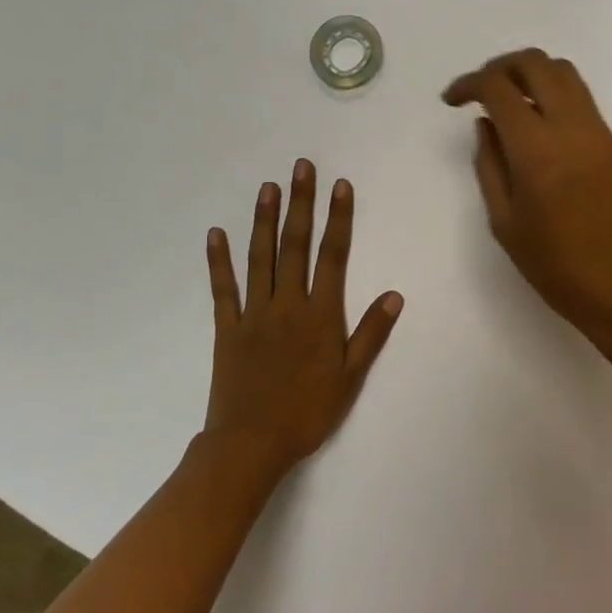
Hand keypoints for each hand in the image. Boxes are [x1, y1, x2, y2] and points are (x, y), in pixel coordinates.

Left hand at [203, 160, 403, 473]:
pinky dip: (219, 261)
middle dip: (301, 204)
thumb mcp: (350, 377)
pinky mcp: (227, 328)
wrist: (251, 445)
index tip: (340, 186)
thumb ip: (370, 333)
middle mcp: (288, 303)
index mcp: (320, 314)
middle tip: (301, 167)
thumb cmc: (307, 412)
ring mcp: (254, 313)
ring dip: (264, 220)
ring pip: (260, 258)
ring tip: (268, 187)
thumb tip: (394, 295)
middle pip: (295, 245)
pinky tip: (216, 234)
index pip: (333, 256)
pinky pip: (224, 289)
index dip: (338, 219)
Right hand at [443, 49, 611, 342]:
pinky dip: (553, 92)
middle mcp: (571, 127)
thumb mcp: (504, 220)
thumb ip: (489, 163)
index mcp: (537, 149)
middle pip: (535, 63)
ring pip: (563, 72)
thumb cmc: (554, 265)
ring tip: (509, 99)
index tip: (452, 100)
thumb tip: (486, 123)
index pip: (499, 87)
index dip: (469, 83)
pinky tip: (538, 122)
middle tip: (480, 90)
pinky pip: (580, 97)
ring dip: (530, 73)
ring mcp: (597, 130)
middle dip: (500, 66)